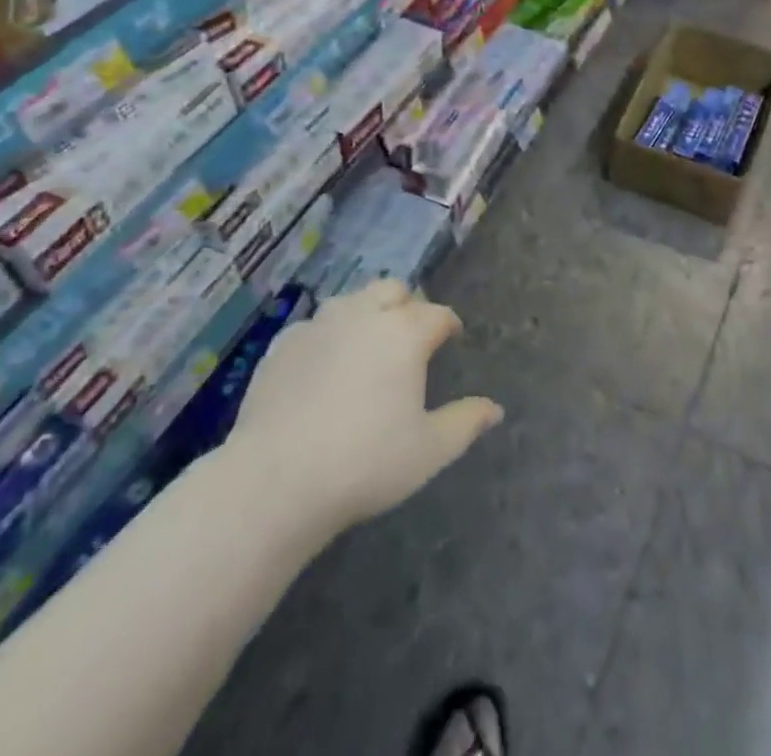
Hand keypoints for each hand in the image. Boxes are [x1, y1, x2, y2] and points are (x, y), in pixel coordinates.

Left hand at [221, 280, 502, 532]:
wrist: (276, 480)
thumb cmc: (365, 463)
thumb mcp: (429, 450)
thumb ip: (465, 422)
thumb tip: (495, 409)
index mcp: (405, 332)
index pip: (438, 314)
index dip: (448, 325)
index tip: (451, 338)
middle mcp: (364, 314)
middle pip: (393, 289)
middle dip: (407, 305)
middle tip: (409, 338)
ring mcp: (319, 324)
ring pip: (351, 300)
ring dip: (366, 312)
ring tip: (367, 346)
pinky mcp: (282, 344)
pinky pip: (314, 325)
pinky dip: (327, 336)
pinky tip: (323, 366)